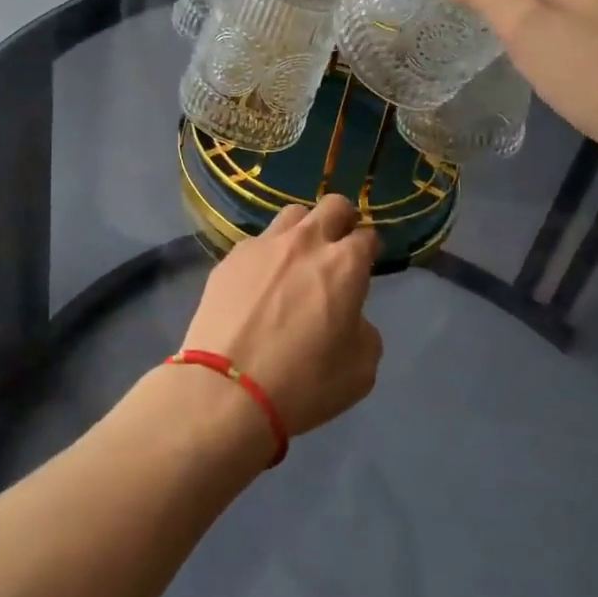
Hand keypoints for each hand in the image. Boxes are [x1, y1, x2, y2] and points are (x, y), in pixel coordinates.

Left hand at [182, 195, 382, 436]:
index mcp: (344, 264)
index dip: (371, 249)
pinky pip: (257, 243)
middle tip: (338, 246)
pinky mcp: (230, 258)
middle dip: (342, 220)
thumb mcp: (360, 369)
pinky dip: (267, 255)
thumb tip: (349, 316)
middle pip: (333, 206)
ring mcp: (264, 245)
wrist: (226, 390)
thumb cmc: (304, 383)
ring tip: (296, 259)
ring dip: (303, 230)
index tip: (368, 263)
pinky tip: (259, 283)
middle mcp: (305, 242)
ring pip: (292, 214)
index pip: (367, 236)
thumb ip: (363, 330)